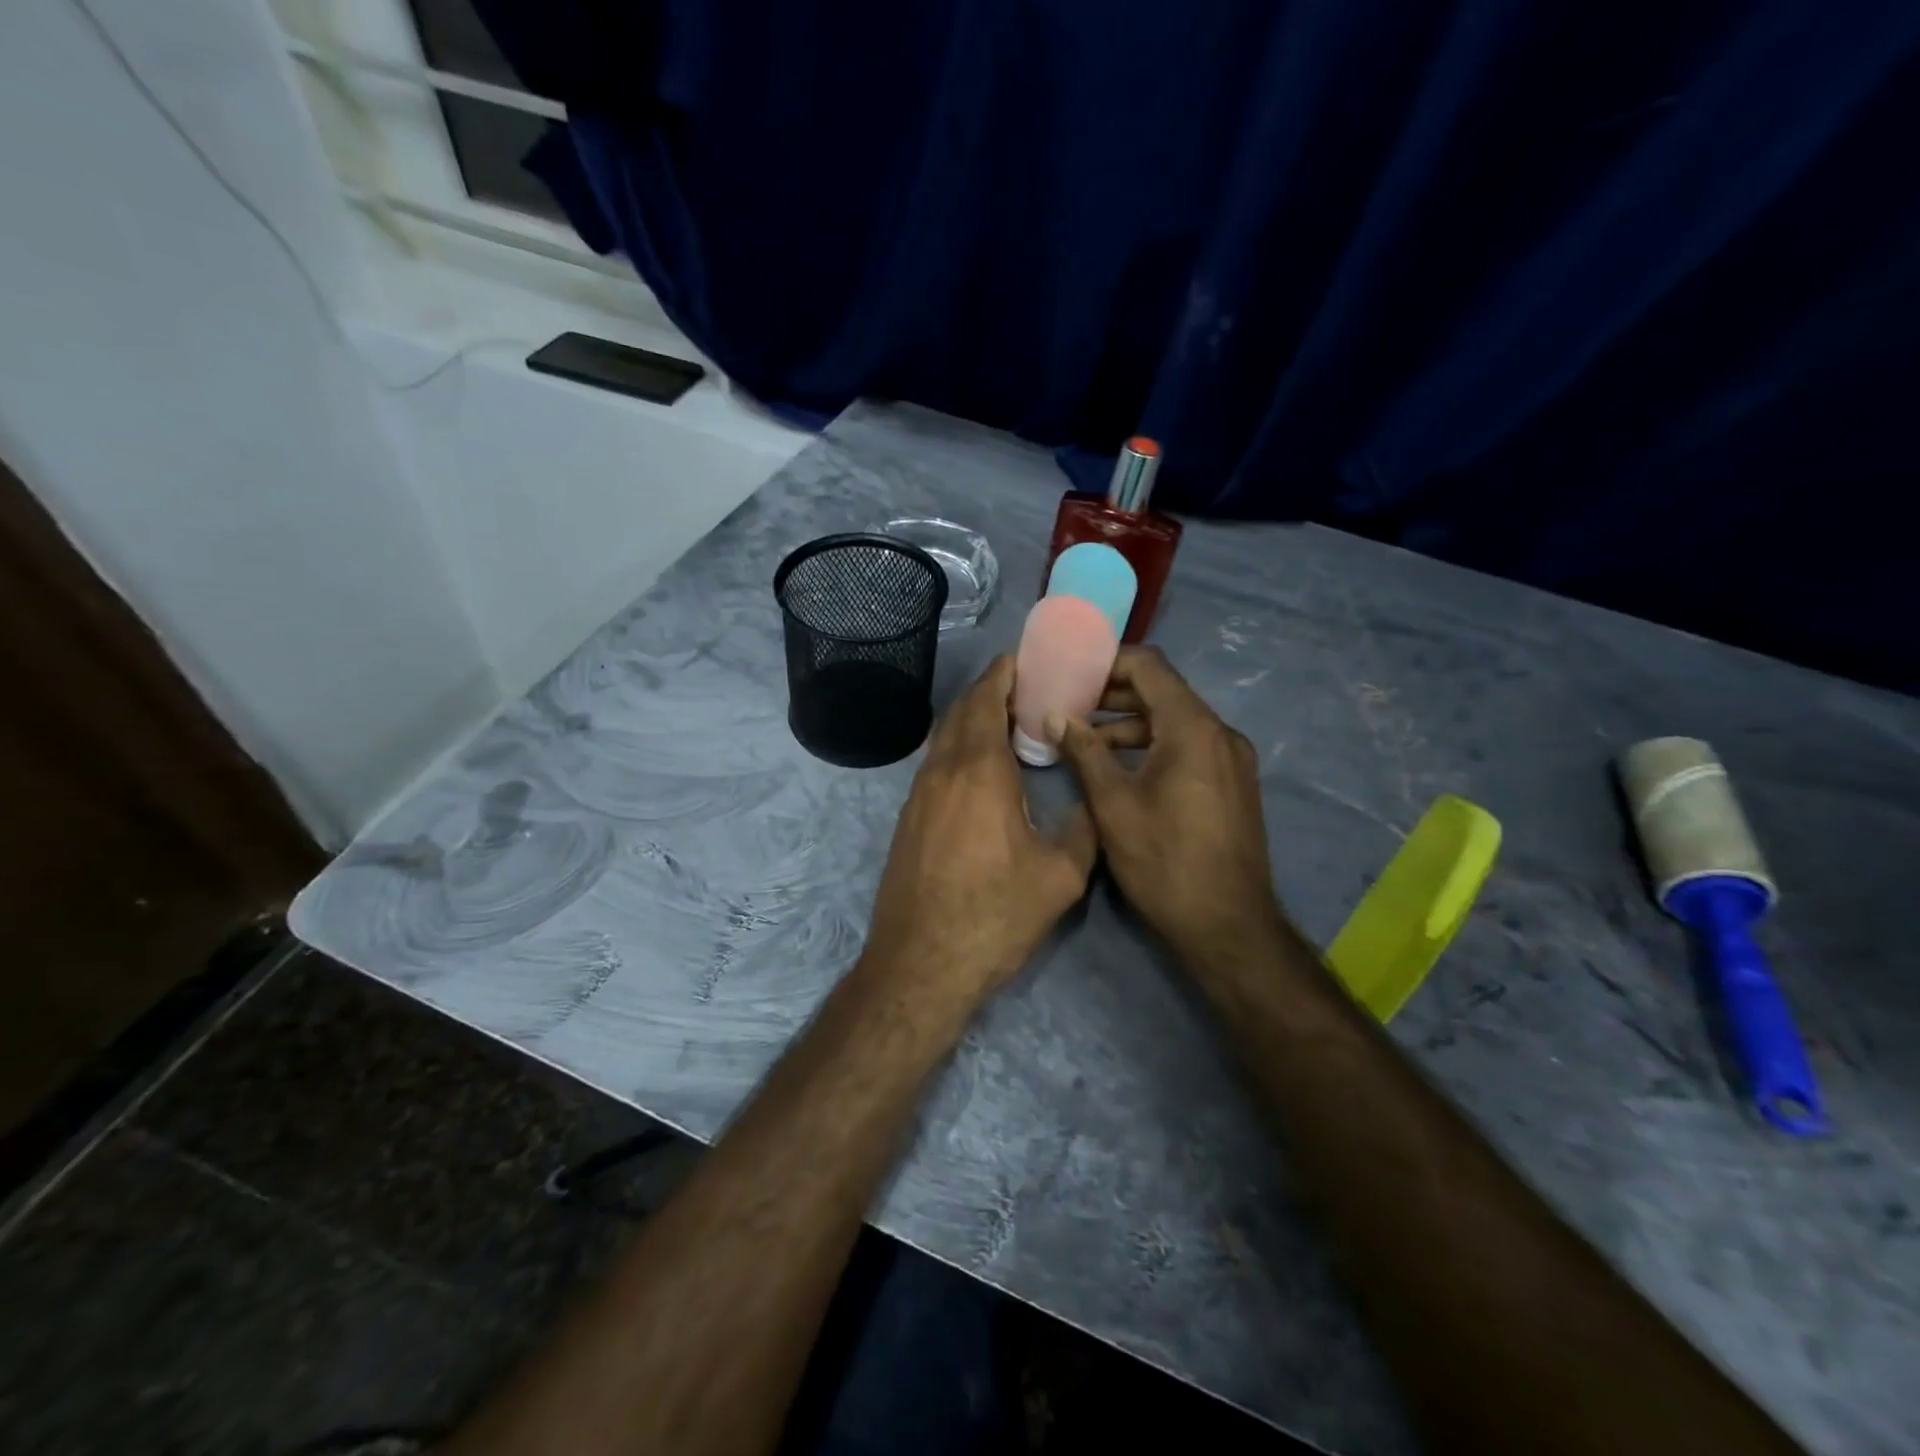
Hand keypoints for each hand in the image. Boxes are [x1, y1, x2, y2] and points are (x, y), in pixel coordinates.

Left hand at [864, 656, 1096, 1006]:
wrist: (921, 965)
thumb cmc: (994, 916)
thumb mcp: (1061, 876)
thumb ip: (1083, 829)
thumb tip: (1092, 803)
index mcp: (978, 770)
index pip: (986, 700)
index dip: (1004, 673)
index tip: (1025, 659)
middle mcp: (941, 771)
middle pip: (961, 712)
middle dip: (989, 690)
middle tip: (1025, 688)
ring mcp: (918, 796)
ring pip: (943, 739)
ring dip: (971, 720)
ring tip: (1007, 723)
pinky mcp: (909, 820)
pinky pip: (935, 765)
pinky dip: (958, 749)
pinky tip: (980, 771)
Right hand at [1052, 647, 1284, 969]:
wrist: (1228, 926)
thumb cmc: (1164, 862)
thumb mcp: (1113, 805)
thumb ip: (1084, 752)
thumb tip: (1057, 716)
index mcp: (1193, 729)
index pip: (1149, 666)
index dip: (1106, 661)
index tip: (1069, 671)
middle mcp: (1220, 733)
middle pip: (1162, 691)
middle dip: (1112, 694)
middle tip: (1068, 705)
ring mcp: (1231, 759)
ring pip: (1174, 721)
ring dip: (1129, 724)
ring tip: (1084, 740)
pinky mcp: (1232, 783)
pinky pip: (1188, 746)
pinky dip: (1152, 746)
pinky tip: (1119, 768)